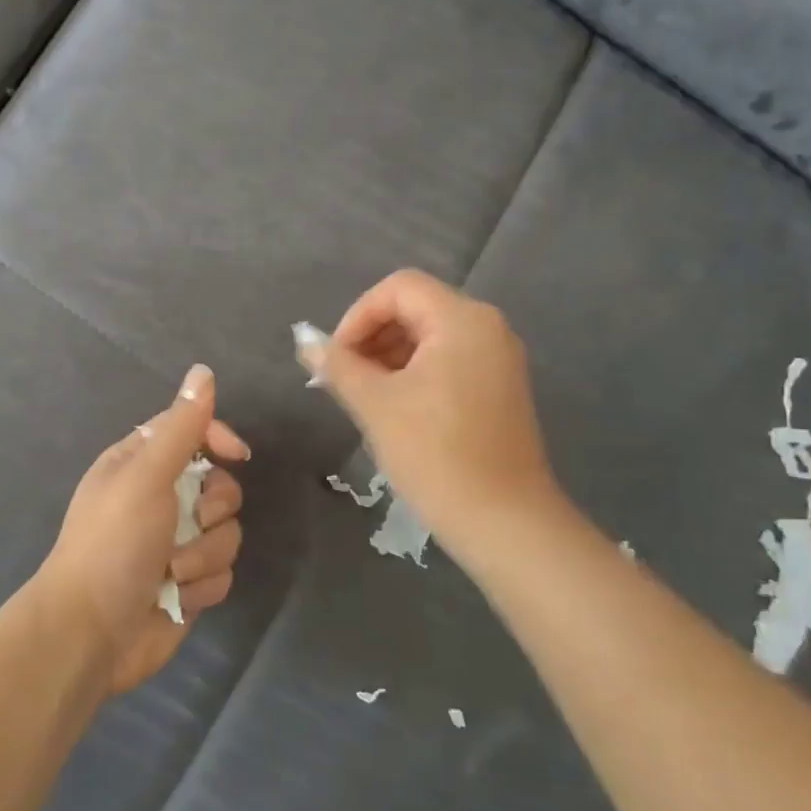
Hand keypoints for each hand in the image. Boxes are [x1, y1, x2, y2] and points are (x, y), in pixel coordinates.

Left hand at [37, 364, 248, 694]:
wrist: (91, 634)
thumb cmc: (112, 545)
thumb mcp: (145, 476)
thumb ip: (180, 427)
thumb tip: (202, 371)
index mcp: (140, 465)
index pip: (192, 432)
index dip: (218, 439)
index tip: (236, 455)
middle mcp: (160, 500)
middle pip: (221, 486)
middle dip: (214, 509)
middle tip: (190, 523)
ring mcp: (176, 544)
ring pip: (227, 532)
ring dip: (204, 555)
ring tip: (173, 571)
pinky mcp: (189, 584)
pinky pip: (222, 572)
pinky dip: (201, 586)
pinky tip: (176, 597)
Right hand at [303, 270, 567, 563]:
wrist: (504, 522)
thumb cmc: (436, 455)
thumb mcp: (376, 405)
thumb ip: (338, 366)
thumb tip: (306, 342)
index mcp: (462, 319)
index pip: (398, 288)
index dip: (357, 316)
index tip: (336, 358)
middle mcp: (488, 327)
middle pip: (416, 308)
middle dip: (372, 336)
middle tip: (344, 379)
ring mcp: (499, 359)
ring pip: (431, 336)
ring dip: (390, 356)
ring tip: (364, 397)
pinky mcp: (500, 388)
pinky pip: (450, 361)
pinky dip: (416, 373)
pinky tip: (395, 408)